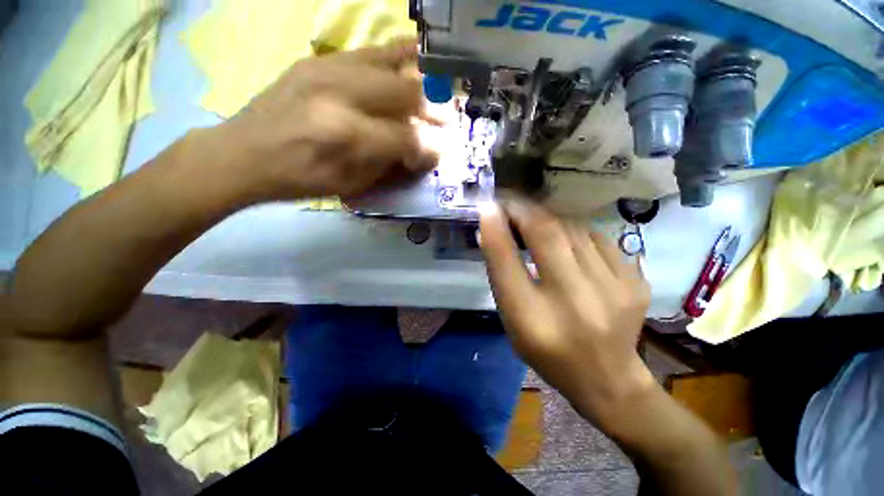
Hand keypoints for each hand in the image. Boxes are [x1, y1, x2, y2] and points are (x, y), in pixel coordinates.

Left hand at [202, 39, 434, 201]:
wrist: (244, 153)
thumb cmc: (301, 179)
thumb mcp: (351, 185)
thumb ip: (389, 165)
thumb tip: (420, 151)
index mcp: (346, 135)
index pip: (406, 137)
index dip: (427, 148)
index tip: (438, 154)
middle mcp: (340, 93)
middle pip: (405, 92)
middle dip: (430, 110)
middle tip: (441, 122)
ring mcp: (327, 68)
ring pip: (391, 61)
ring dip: (419, 77)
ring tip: (436, 86)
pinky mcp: (318, 60)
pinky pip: (368, 50)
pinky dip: (396, 57)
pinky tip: (412, 63)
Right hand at [478, 200, 655, 423]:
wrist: (607, 379)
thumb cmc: (548, 353)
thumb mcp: (512, 320)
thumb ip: (501, 276)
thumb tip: (490, 231)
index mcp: (534, 321)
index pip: (507, 264)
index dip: (496, 230)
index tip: (487, 207)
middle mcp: (575, 302)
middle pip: (547, 235)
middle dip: (524, 209)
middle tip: (510, 200)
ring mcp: (613, 290)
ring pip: (573, 229)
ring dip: (548, 218)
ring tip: (534, 218)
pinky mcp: (635, 282)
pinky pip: (597, 238)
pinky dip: (574, 230)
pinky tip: (566, 238)